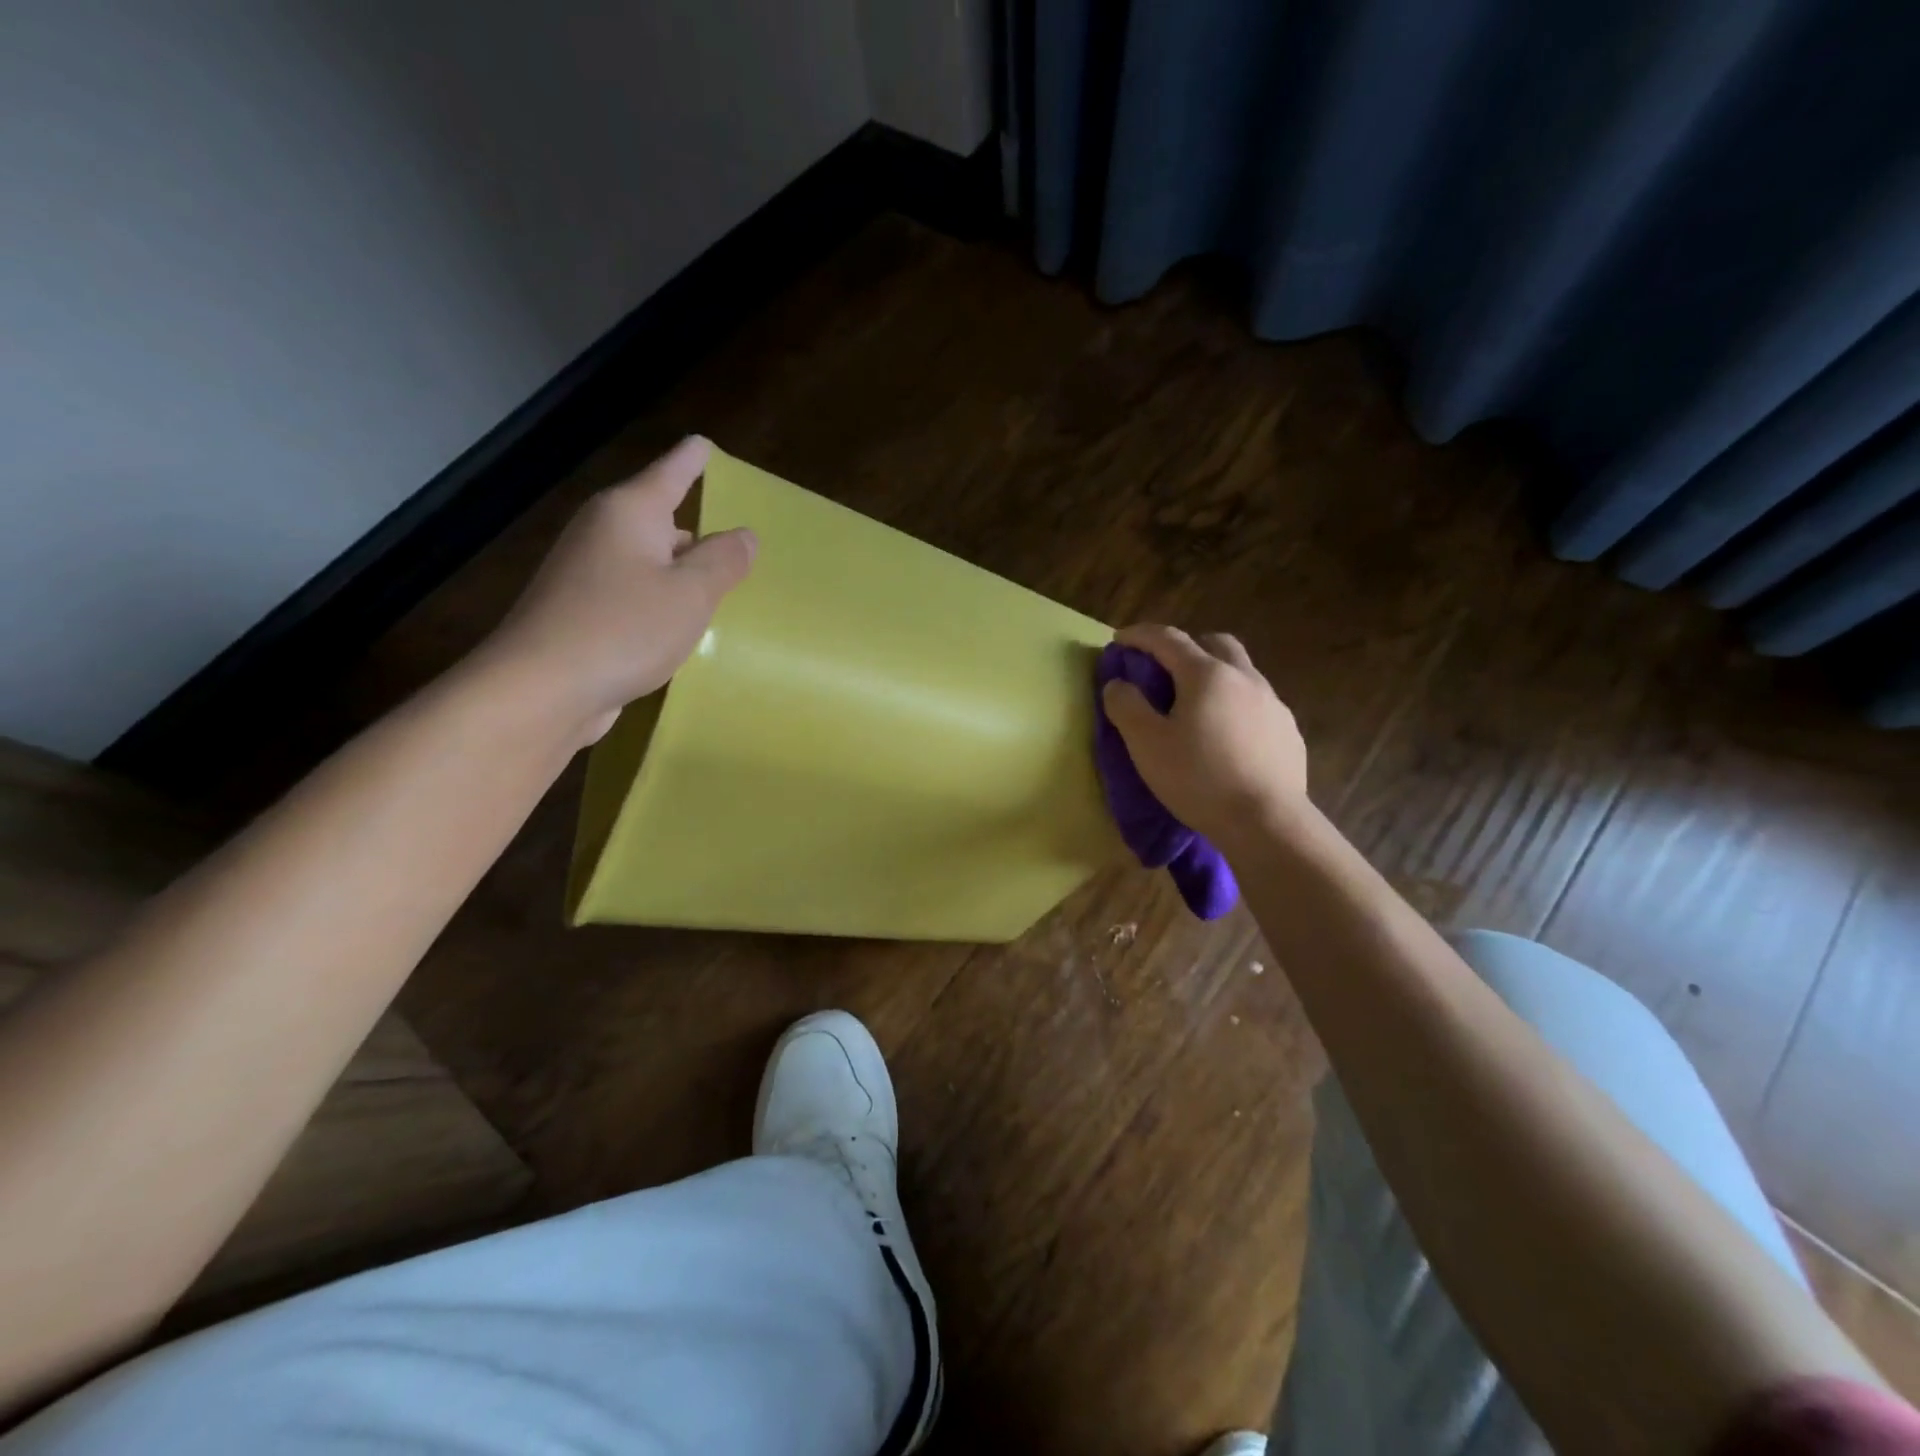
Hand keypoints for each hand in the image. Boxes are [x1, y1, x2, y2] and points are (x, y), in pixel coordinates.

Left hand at [476, 436, 756, 745]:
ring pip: (647, 560)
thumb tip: (744, 535)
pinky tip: (679, 627)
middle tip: (733, 544)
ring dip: (679, 572)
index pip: (670, 472)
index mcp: (630, 513)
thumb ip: (723, 561)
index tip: (704, 444)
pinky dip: (660, 601)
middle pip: (658, 519)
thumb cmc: (625, 628)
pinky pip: (633, 593)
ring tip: (717, 589)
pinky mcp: (580, 611)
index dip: (692, 459)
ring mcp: (586, 573)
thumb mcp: (691, 594)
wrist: (542, 689)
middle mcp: (603, 532)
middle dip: (694, 529)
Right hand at [1100, 624, 1308, 846]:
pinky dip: (1234, 705)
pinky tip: (1225, 737)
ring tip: (1195, 707)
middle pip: (1215, 643)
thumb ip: (1126, 706)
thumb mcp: (1146, 744)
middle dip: (1186, 646)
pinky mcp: (1288, 731)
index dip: (1139, 635)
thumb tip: (1118, 684)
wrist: (1266, 822)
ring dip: (1213, 676)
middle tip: (1164, 668)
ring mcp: (1273, 703)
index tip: (1119, 641)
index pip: (1168, 639)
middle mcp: (1244, 678)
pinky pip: (1256, 704)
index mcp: (1206, 674)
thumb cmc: (1198, 778)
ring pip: (1240, 672)